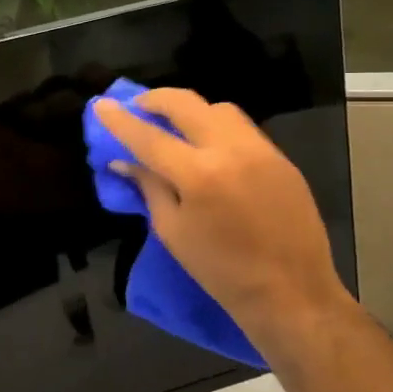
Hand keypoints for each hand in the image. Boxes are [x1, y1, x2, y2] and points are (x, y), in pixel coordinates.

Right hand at [91, 89, 351, 360]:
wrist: (291, 292)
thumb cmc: (220, 271)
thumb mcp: (172, 230)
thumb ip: (149, 187)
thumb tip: (125, 160)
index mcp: (198, 175)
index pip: (148, 137)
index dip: (120, 120)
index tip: (101, 105)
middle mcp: (231, 151)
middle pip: (186, 104)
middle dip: (155, 99)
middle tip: (137, 106)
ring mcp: (261, 151)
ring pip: (218, 109)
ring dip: (190, 110)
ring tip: (174, 125)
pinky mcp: (281, 159)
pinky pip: (242, 128)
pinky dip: (216, 127)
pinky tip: (206, 147)